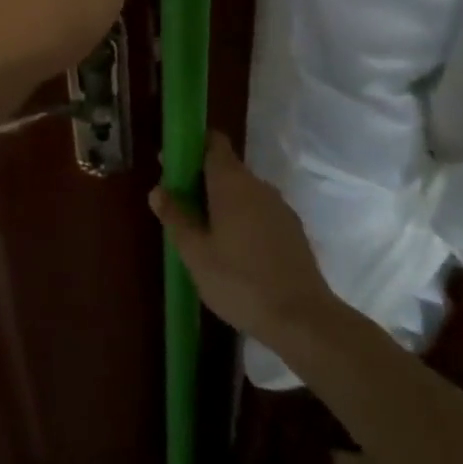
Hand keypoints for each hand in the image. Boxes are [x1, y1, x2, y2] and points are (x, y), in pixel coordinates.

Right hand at [150, 130, 340, 345]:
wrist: (305, 321)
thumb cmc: (240, 281)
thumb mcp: (195, 253)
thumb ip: (175, 217)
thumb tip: (158, 190)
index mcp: (231, 182)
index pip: (213, 142)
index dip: (191, 146)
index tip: (173, 165)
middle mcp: (258, 186)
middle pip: (226, 168)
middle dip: (202, 180)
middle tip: (181, 207)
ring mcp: (280, 208)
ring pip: (244, 193)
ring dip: (223, 203)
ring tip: (205, 234)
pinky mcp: (294, 231)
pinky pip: (260, 213)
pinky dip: (244, 220)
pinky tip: (235, 252)